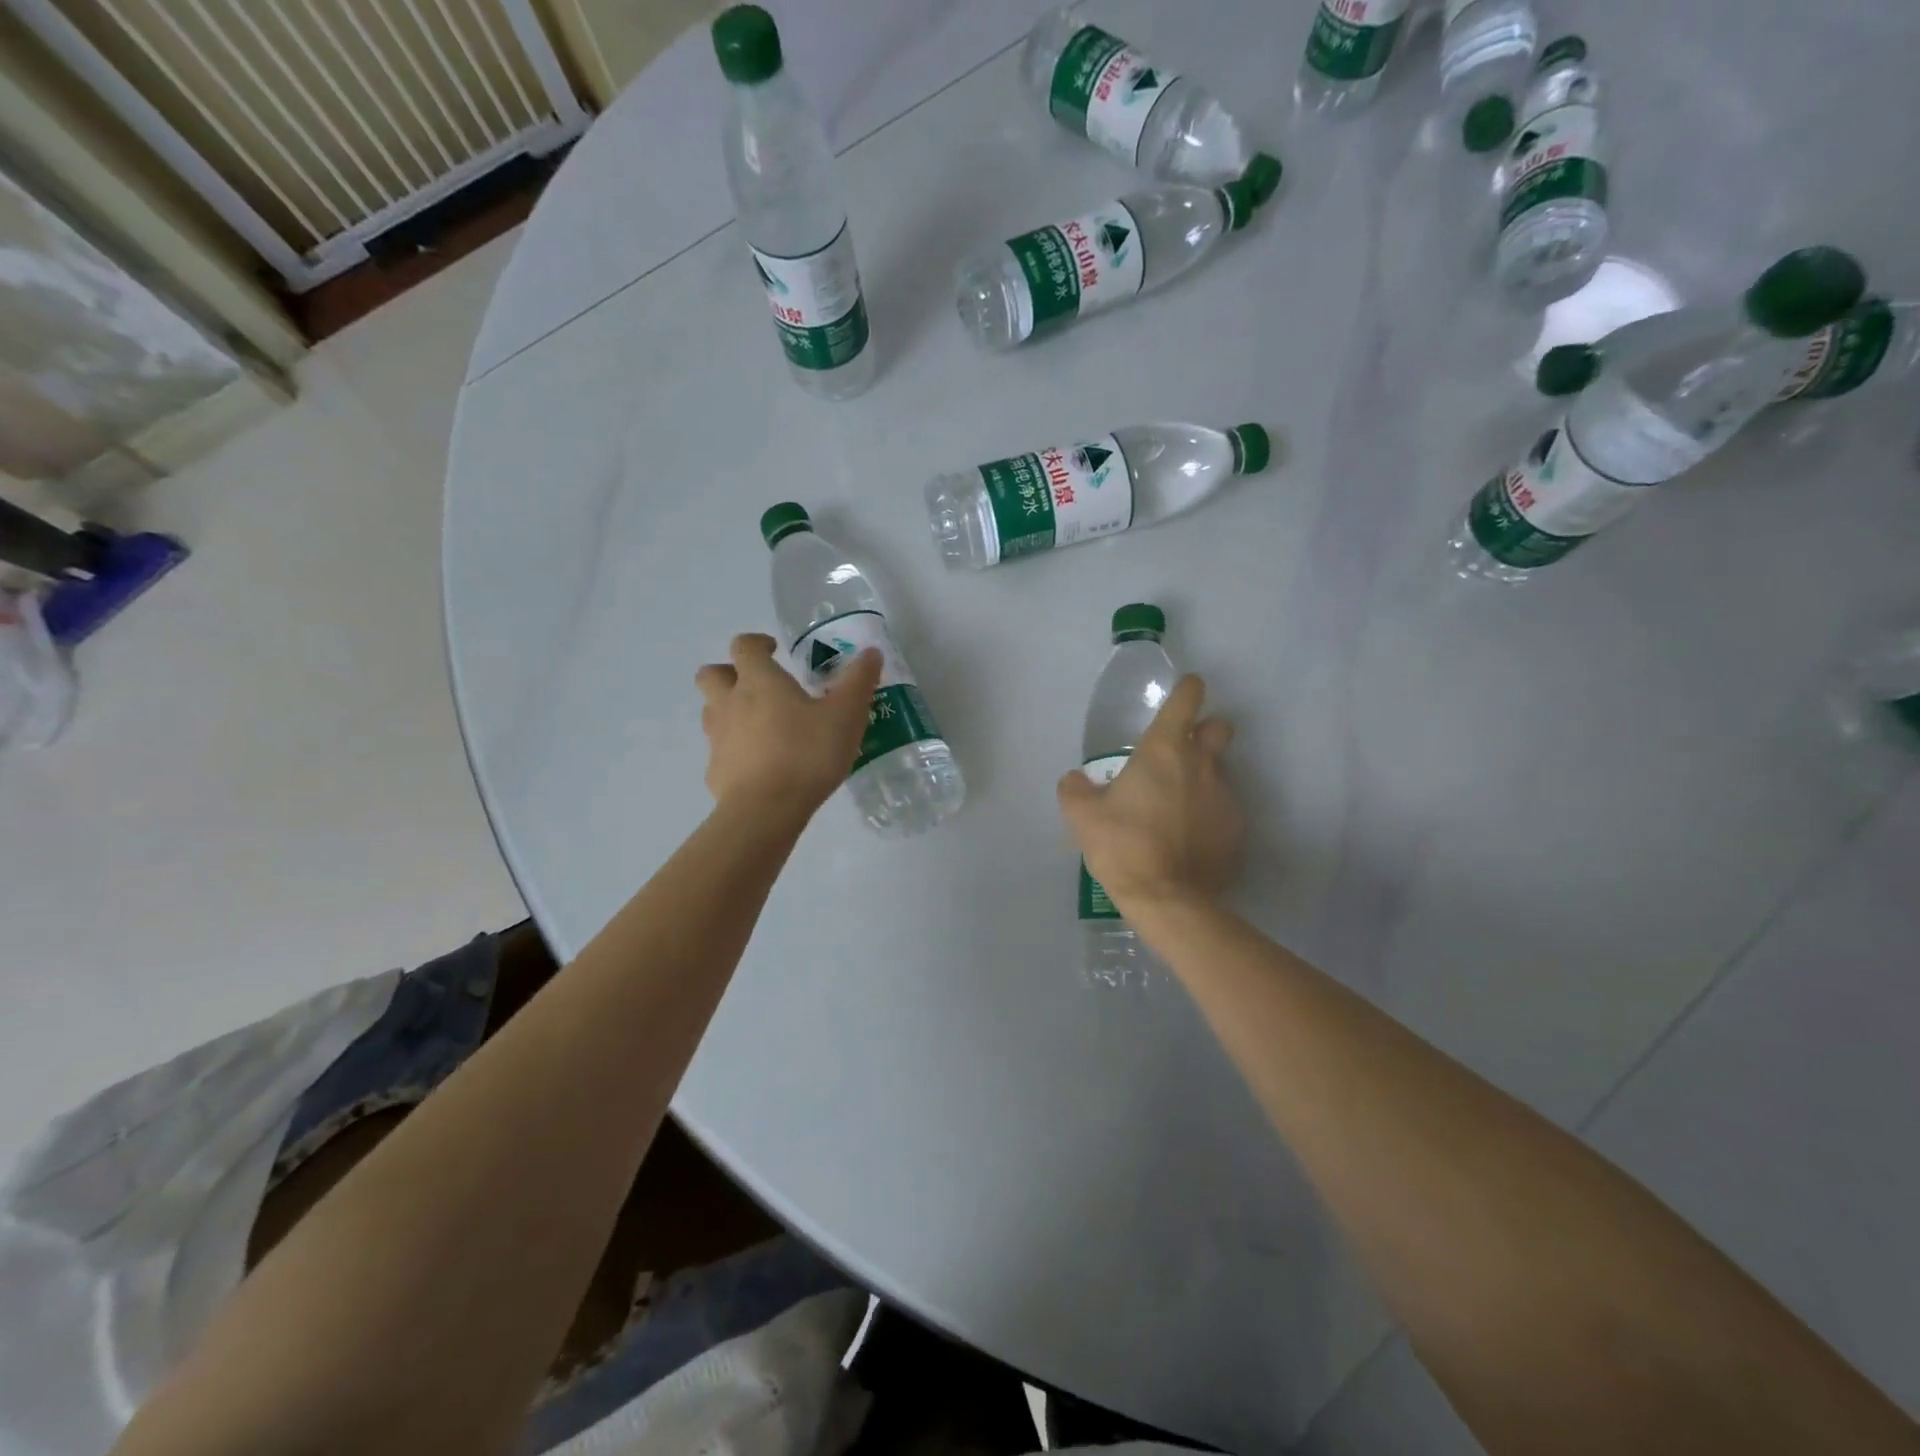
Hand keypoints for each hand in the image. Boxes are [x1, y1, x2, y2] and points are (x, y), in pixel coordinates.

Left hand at [695, 633, 880, 818]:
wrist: (767, 809)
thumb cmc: (808, 753)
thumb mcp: (846, 715)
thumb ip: (859, 681)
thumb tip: (871, 652)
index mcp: (759, 681)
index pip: (743, 646)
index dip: (756, 643)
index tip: (774, 650)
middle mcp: (730, 703)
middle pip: (711, 674)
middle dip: (729, 672)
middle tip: (758, 685)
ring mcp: (718, 738)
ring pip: (711, 711)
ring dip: (729, 709)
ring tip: (761, 725)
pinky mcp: (716, 771)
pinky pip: (721, 751)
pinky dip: (735, 750)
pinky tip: (760, 766)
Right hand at [1057, 674, 1243, 916]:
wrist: (1168, 898)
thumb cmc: (1123, 846)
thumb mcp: (1082, 817)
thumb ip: (1075, 790)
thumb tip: (1075, 780)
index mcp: (1164, 750)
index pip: (1188, 699)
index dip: (1187, 689)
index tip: (1184, 692)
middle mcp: (1202, 764)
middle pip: (1220, 727)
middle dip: (1207, 730)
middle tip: (1181, 752)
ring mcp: (1225, 796)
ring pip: (1220, 771)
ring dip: (1202, 778)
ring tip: (1176, 808)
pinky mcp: (1236, 828)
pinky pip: (1224, 809)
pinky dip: (1209, 815)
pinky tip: (1189, 838)